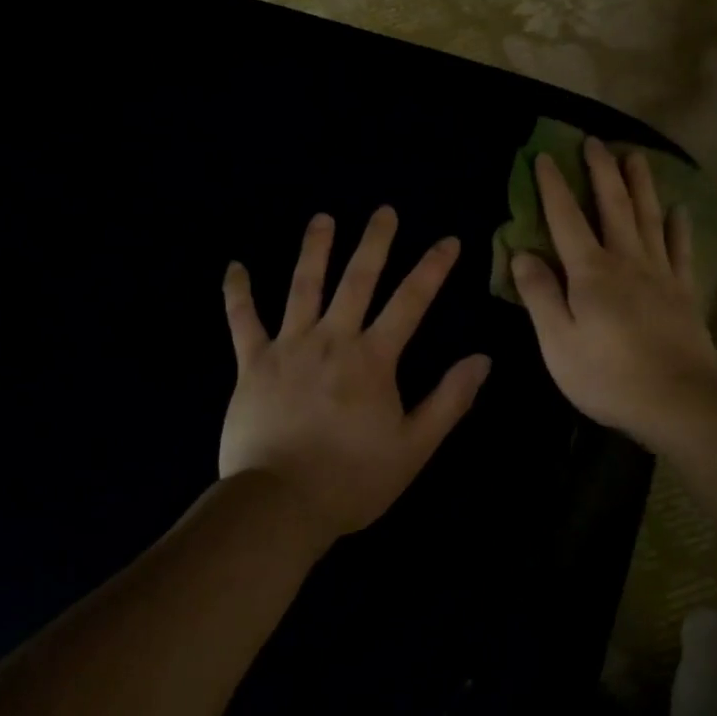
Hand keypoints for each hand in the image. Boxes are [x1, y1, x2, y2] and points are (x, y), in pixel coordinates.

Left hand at [220, 207, 490, 540]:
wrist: (280, 505)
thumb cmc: (353, 479)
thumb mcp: (414, 447)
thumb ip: (449, 400)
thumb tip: (482, 359)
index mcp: (372, 358)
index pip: (410, 301)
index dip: (432, 268)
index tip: (448, 240)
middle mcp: (332, 339)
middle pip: (357, 280)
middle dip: (374, 243)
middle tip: (384, 211)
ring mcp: (288, 347)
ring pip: (303, 287)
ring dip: (314, 250)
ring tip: (322, 219)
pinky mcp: (252, 364)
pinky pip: (242, 322)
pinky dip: (237, 293)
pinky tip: (234, 267)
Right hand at [512, 139, 716, 449]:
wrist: (679, 402)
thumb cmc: (608, 377)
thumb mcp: (558, 343)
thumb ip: (540, 295)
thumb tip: (522, 253)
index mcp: (590, 273)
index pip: (566, 219)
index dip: (554, 186)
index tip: (545, 156)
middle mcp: (627, 261)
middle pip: (613, 206)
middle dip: (602, 171)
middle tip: (595, 141)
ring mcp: (661, 274)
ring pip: (649, 218)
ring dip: (641, 185)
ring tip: (636, 155)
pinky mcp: (685, 293)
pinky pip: (681, 249)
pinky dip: (679, 227)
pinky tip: (679, 210)